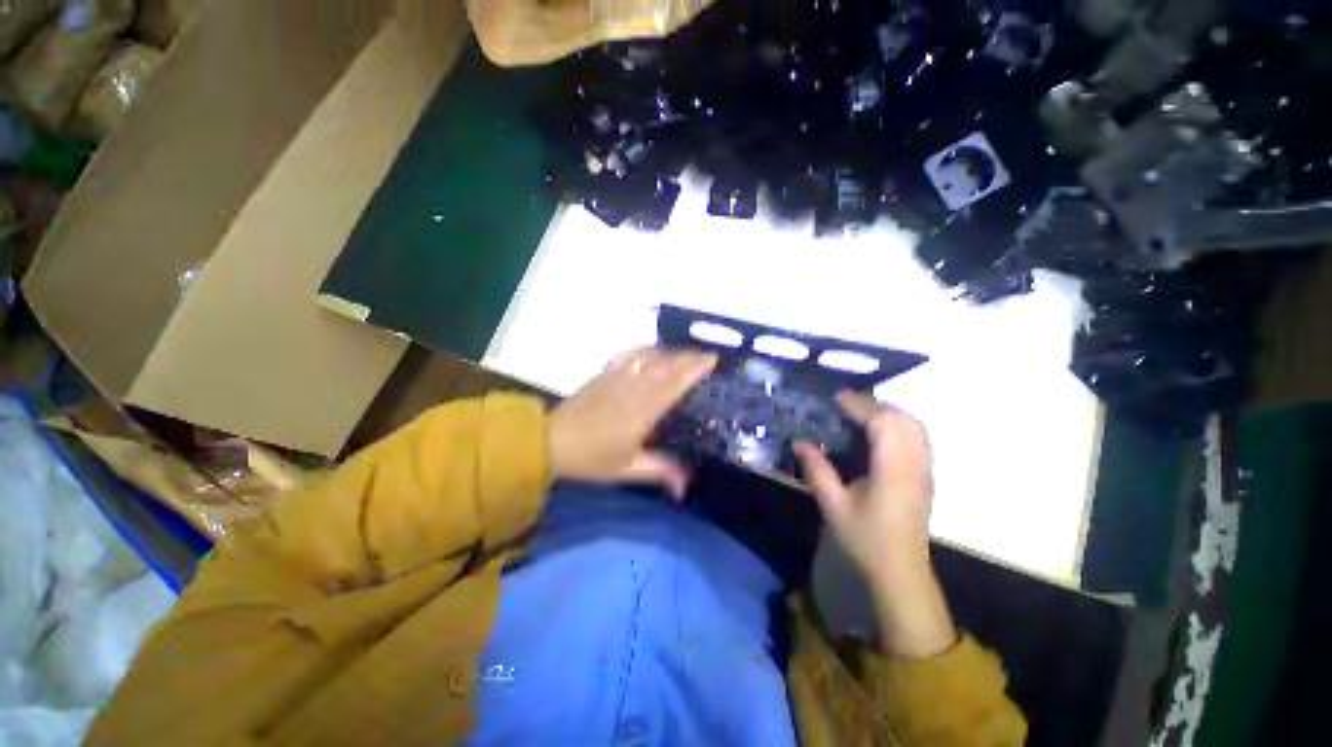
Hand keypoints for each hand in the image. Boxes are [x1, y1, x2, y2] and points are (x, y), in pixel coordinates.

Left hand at [548, 348, 716, 498]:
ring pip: (649, 357)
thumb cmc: (591, 458)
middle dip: (689, 357)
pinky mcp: (604, 373)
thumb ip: (660, 472)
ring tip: (687, 352)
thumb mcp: (627, 470)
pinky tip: (652, 349)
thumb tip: (686, 487)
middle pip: (665, 365)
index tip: (712, 359)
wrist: (551, 442)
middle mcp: (633, 387)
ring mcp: (617, 377)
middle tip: (707, 355)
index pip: (674, 383)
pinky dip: (644, 349)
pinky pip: (628, 354)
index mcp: (642, 410)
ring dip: (671, 352)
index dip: (694, 368)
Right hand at [794, 392, 956, 657]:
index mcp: (892, 471)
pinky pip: (918, 438)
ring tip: (860, 414)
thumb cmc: (866, 540)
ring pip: (915, 426)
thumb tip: (800, 442)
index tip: (837, 399)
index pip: (883, 424)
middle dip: (875, 405)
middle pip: (903, 419)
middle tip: (845, 405)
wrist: (901, 572)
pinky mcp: (925, 476)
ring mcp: (924, 470)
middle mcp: (914, 465)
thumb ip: (817, 470)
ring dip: (889, 413)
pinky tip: (879, 433)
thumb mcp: (833, 505)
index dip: (860, 406)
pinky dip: (899, 425)